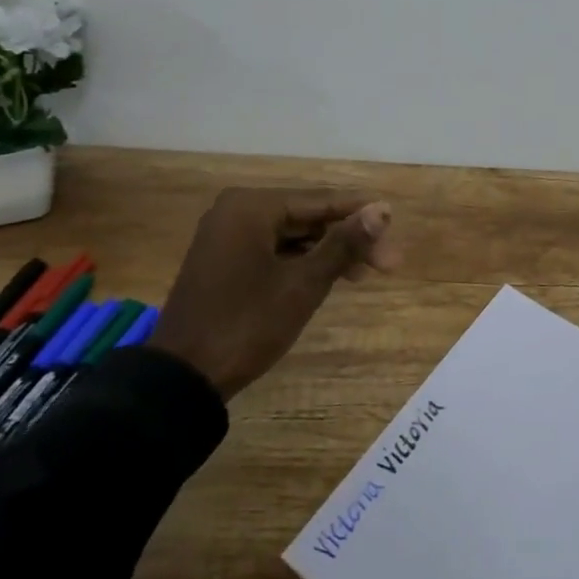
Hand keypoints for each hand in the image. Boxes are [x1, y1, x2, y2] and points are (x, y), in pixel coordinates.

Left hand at [152, 188, 399, 399]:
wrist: (183, 377)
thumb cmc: (247, 324)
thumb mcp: (303, 284)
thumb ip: (344, 244)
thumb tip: (383, 210)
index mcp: (251, 207)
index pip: (320, 201)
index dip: (361, 214)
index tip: (395, 224)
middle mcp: (236, 211)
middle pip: (307, 216)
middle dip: (348, 237)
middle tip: (387, 262)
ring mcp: (227, 236)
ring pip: (293, 234)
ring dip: (329, 251)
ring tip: (366, 273)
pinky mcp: (225, 261)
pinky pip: (274, 250)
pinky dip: (303, 262)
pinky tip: (331, 276)